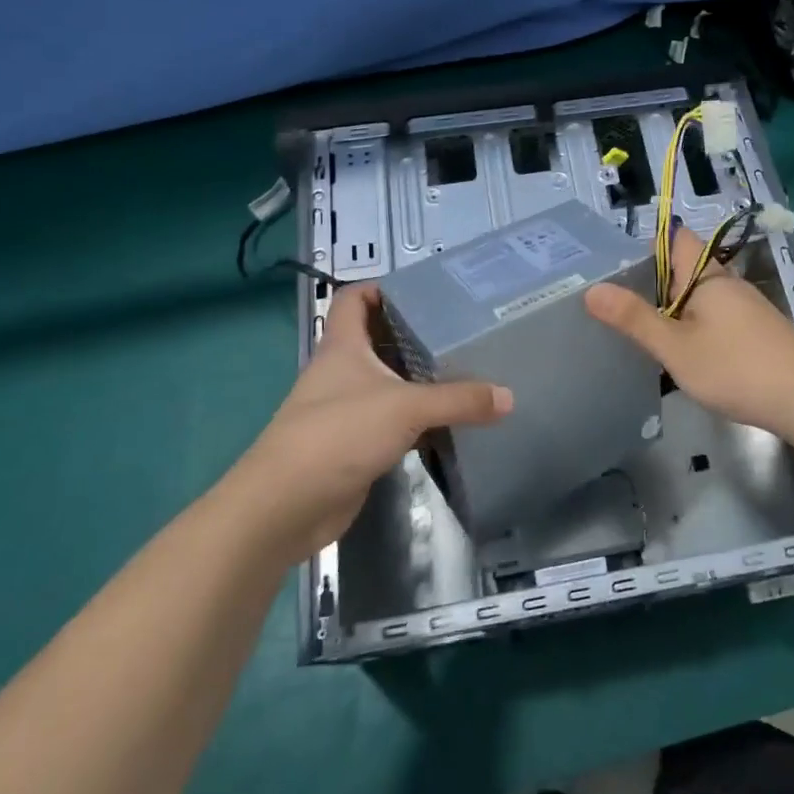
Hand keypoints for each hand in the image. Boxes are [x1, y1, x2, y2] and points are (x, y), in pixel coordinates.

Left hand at [236, 285, 511, 558]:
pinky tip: (447, 422)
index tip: (424, 291)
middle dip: (414, 334)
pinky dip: (416, 420)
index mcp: (342, 346)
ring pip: (386, 383)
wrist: (285, 506)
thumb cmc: (338, 434)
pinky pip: (390, 422)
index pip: (354, 299)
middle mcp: (341, 371)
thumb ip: (459, 400)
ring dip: (418, 379)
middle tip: (460, 332)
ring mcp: (345, 410)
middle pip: (377, 339)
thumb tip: (508, 397)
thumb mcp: (405, 407)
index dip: (381, 287)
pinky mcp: (353, 445)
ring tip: (465, 372)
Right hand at [585, 224, 793, 442]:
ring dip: (673, 308)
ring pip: (700, 297)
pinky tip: (682, 354)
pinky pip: (715, 318)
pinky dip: (694, 327)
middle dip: (653, 281)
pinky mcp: (756, 333)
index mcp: (707, 276)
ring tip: (640, 330)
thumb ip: (635, 319)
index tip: (616, 266)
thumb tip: (592, 290)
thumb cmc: (736, 368)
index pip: (676, 238)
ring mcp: (746, 309)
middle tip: (615, 303)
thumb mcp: (676, 347)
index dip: (647, 244)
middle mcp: (727, 284)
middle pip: (684, 268)